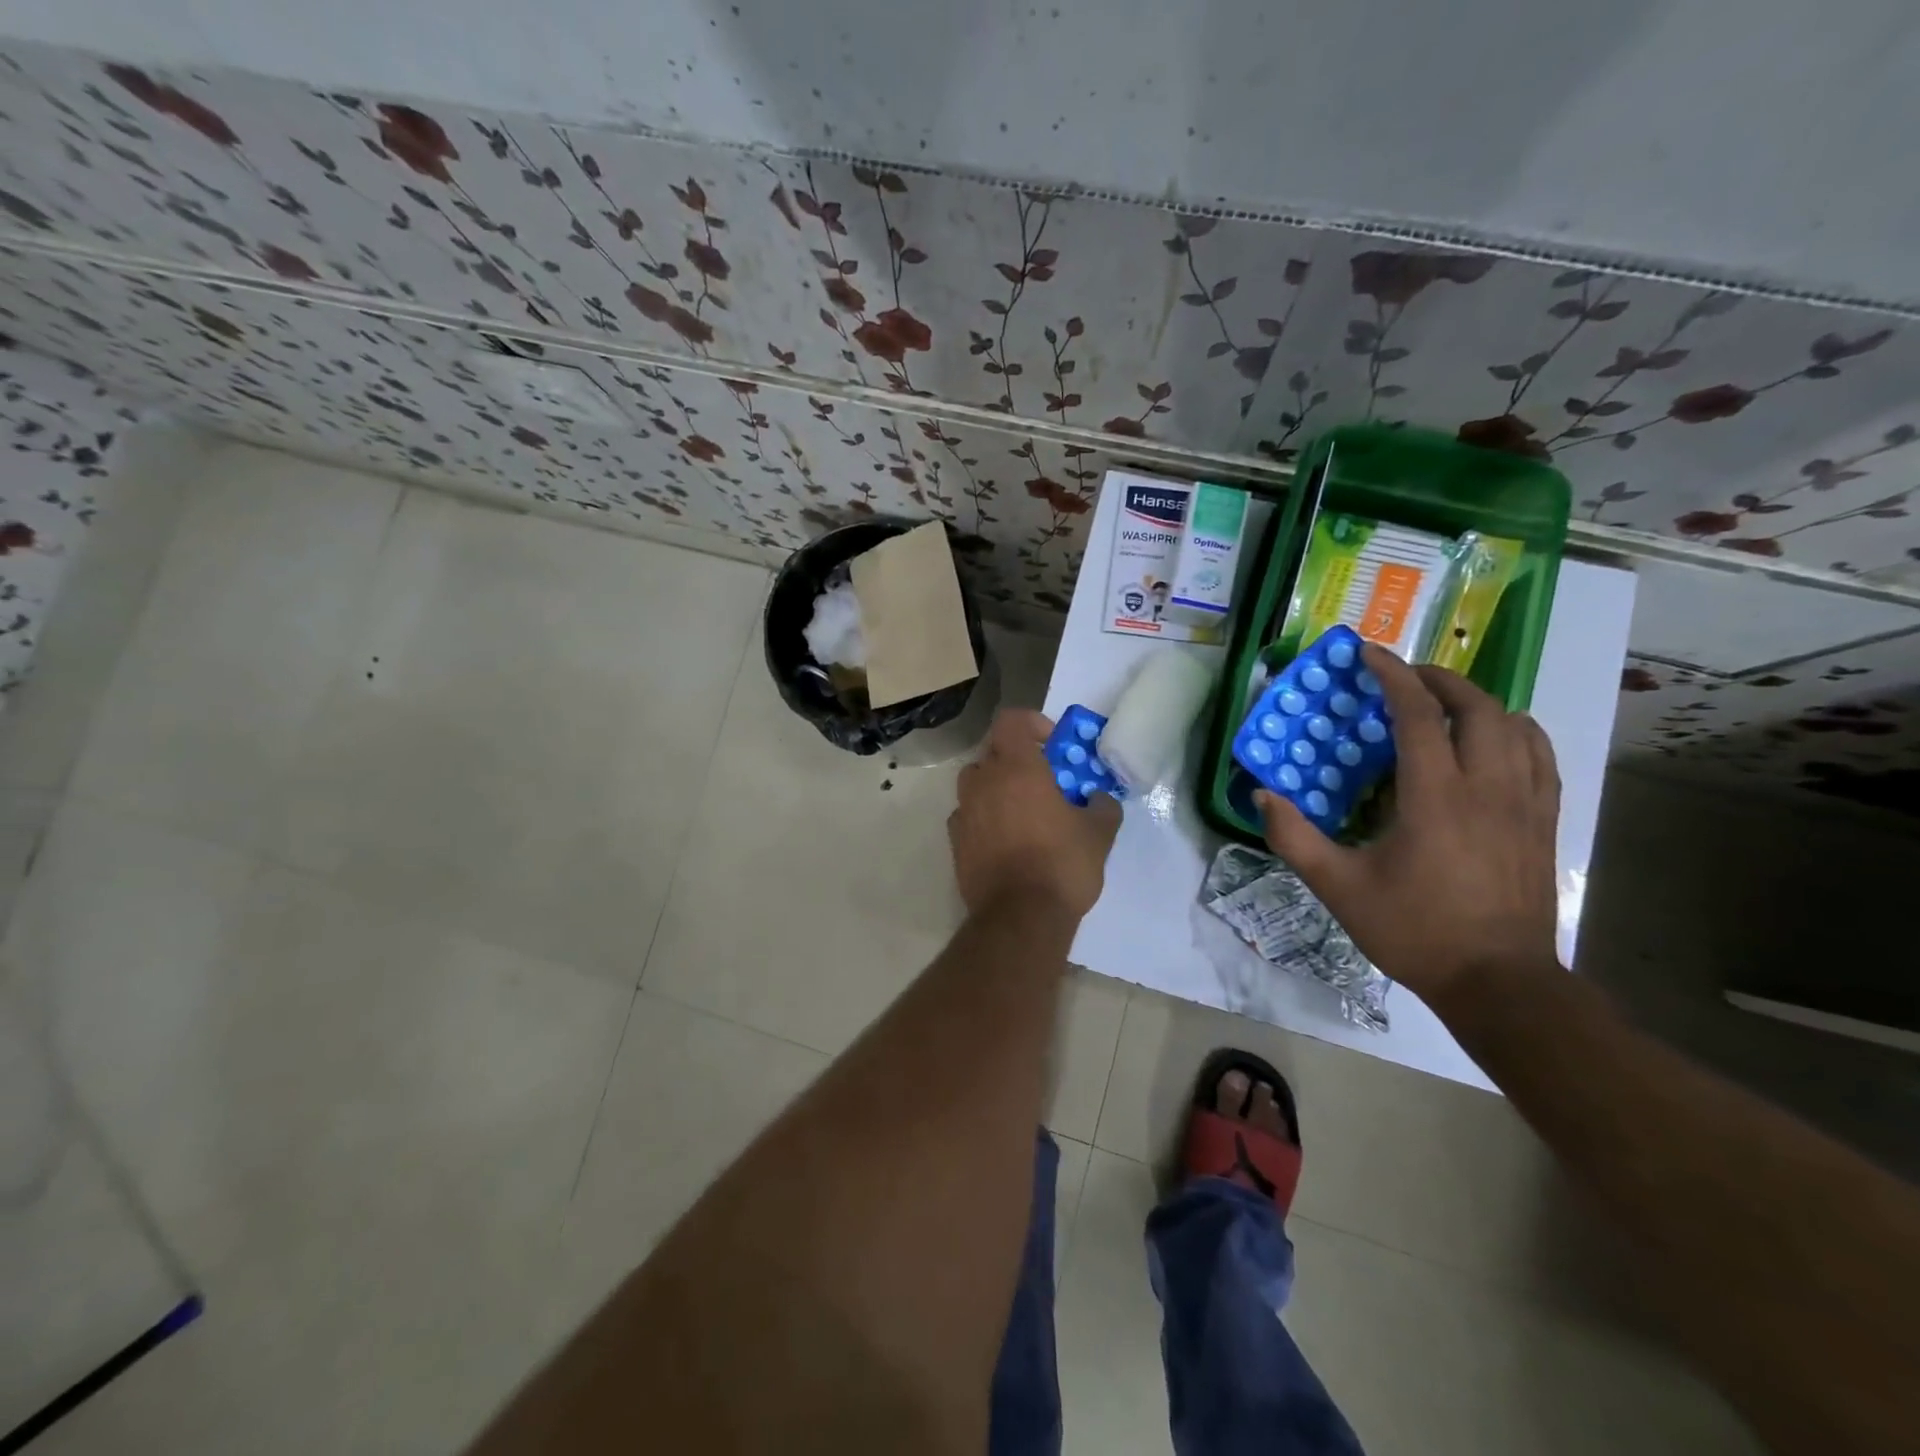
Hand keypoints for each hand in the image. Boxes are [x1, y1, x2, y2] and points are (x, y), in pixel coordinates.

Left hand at [949, 710, 1121, 918]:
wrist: (1020, 917)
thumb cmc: (1062, 864)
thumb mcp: (1098, 834)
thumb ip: (1102, 806)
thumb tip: (1099, 798)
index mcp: (1016, 768)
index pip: (1011, 720)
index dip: (1032, 723)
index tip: (1052, 744)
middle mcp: (983, 782)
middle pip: (992, 752)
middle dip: (1016, 759)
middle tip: (1043, 781)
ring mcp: (964, 812)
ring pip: (976, 784)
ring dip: (997, 788)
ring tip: (1022, 812)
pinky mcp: (955, 842)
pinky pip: (968, 816)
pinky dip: (984, 818)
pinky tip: (1004, 840)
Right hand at [1257, 645, 1561, 1003]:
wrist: (1497, 981)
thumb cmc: (1413, 930)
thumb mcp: (1338, 887)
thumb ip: (1294, 837)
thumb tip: (1261, 795)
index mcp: (1435, 796)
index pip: (1418, 714)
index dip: (1392, 675)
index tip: (1368, 653)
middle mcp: (1487, 786)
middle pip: (1475, 706)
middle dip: (1437, 679)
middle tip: (1403, 675)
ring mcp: (1525, 802)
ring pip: (1514, 724)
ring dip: (1477, 701)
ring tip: (1444, 702)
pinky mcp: (1544, 820)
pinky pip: (1540, 754)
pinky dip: (1515, 730)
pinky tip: (1496, 737)